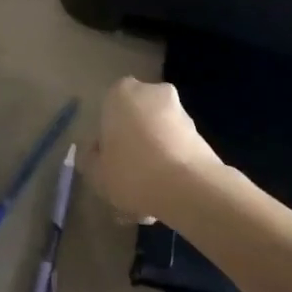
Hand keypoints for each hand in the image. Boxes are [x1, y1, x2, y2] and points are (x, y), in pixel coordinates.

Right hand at [82, 77, 223, 227]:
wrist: (188, 186)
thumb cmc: (131, 171)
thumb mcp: (96, 173)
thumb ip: (91, 159)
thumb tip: (97, 153)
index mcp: (121, 93)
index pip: (108, 111)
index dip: (106, 139)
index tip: (107, 163)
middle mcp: (152, 92)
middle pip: (136, 122)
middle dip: (133, 147)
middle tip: (128, 181)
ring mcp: (180, 111)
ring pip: (158, 137)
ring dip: (154, 160)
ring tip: (149, 198)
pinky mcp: (201, 133)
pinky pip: (176, 150)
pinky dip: (171, 167)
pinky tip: (166, 198)